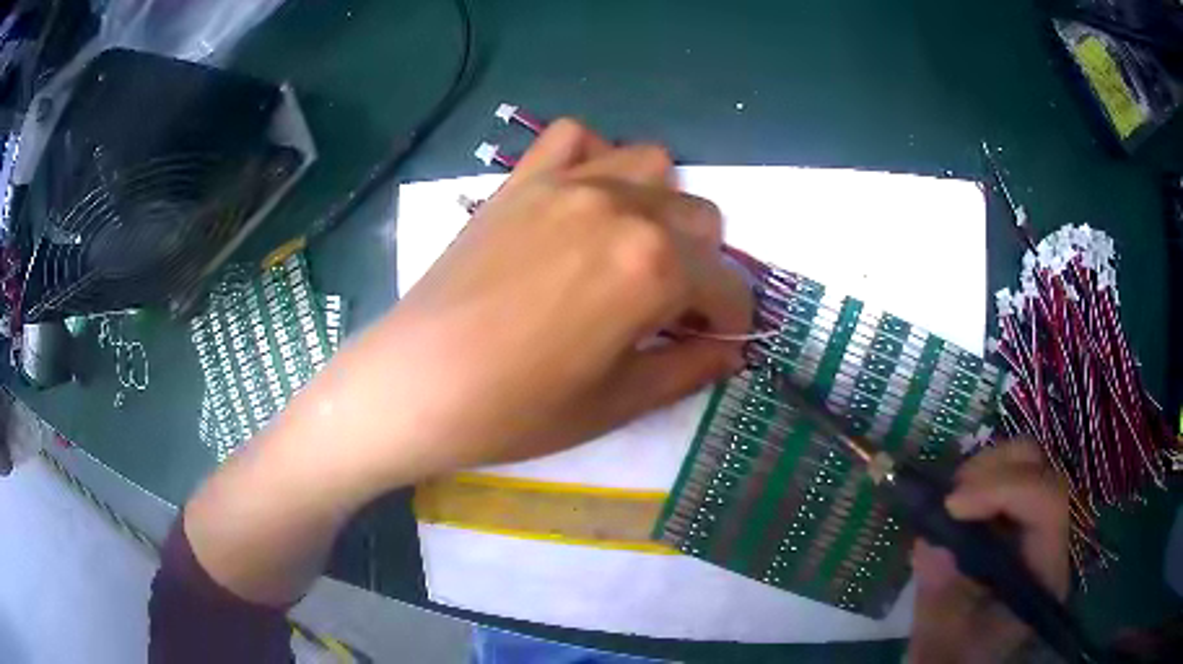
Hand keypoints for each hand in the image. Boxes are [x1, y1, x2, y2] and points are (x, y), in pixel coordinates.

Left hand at [180, 119, 752, 605]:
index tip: (718, 340)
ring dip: (660, 205)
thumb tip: (731, 351)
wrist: (417, 384)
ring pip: (652, 164)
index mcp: (654, 267)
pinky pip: (575, 137)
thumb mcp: (616, 403)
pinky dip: (594, 157)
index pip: (727, 284)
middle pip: (700, 217)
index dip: (732, 318)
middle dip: (702, 265)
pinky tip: (583, 198)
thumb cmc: (517, 409)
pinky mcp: (521, 179)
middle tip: (669, 306)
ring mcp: (567, 183)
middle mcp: (622, 207)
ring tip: (632, 248)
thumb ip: (688, 369)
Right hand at [908, 440, 1070, 663]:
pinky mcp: (1018, 518)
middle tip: (950, 497)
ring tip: (949, 500)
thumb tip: (931, 538)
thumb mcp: (941, 637)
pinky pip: (1006, 474)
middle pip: (1040, 469)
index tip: (951, 505)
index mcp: (1044, 571)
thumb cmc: (956, 658)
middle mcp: (1051, 537)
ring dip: (985, 469)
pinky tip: (956, 503)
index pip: (1047, 503)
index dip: (1003, 489)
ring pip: (1025, 462)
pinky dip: (979, 476)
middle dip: (993, 469)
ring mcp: (1035, 523)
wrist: (965, 662)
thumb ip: (939, 592)